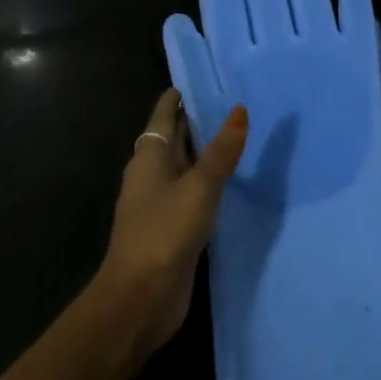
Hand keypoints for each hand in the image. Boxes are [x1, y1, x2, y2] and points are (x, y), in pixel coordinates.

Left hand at [98, 88, 248, 355]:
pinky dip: (206, 182)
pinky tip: (228, 182)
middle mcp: (151, 177)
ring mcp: (159, 204)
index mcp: (148, 159)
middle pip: (170, 141)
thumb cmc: (164, 232)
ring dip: (201, 153)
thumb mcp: (198, 187)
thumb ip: (221, 151)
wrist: (141, 297)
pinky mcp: (172, 229)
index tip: (195, 81)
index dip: (175, 100)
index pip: (162, 119)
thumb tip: (239, 110)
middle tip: (225, 103)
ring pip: (182, 168)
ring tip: (233, 136)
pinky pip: (190, 194)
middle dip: (191, 123)